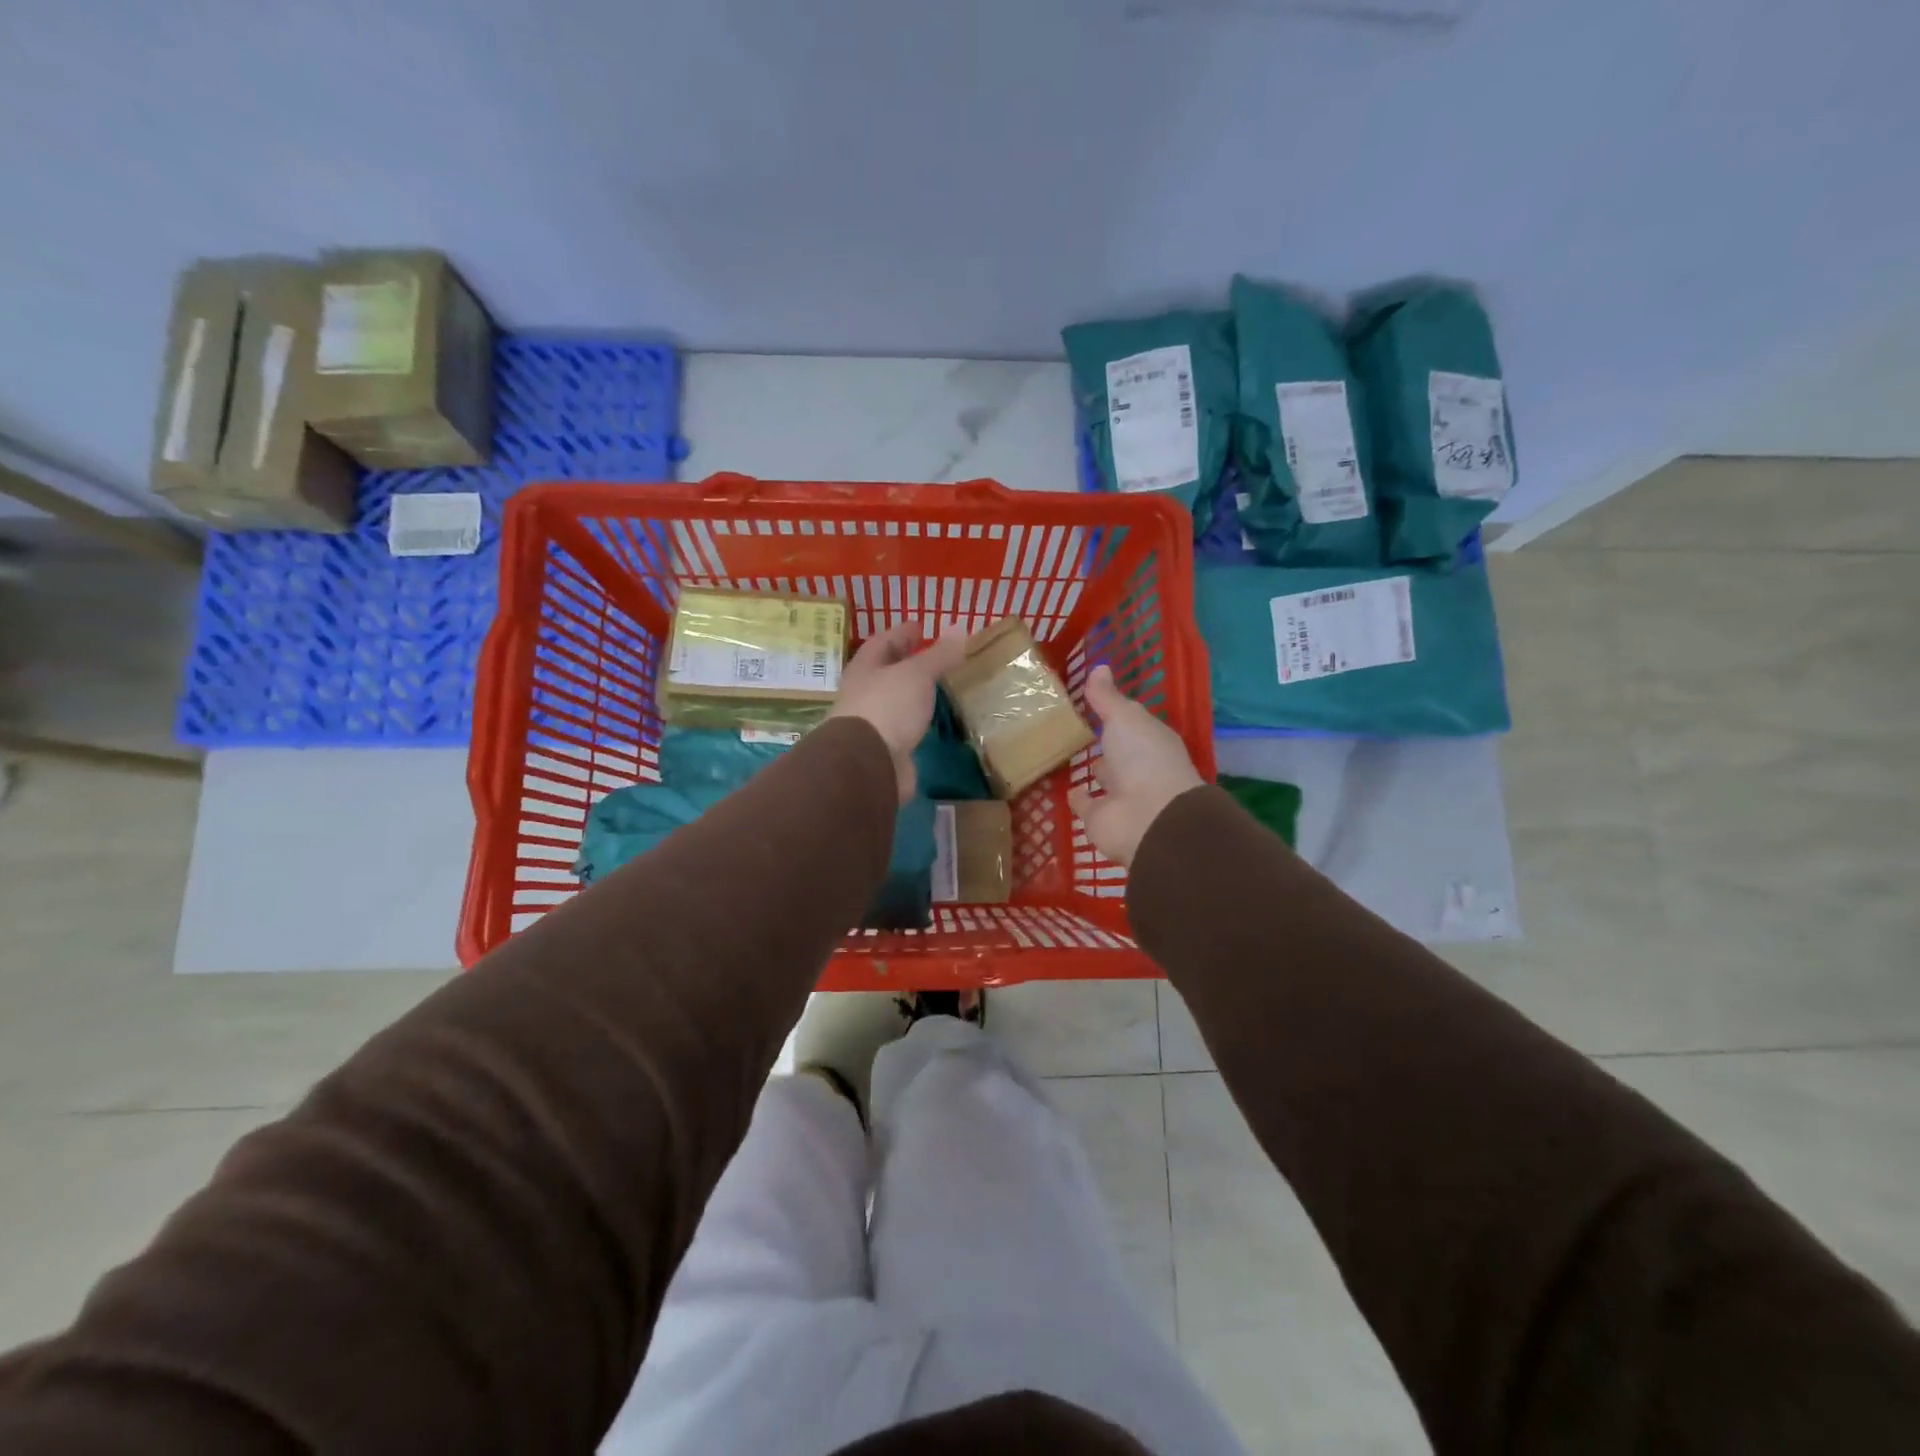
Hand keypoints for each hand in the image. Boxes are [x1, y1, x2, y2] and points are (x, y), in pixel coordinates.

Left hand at [828, 621, 969, 802]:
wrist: (869, 764)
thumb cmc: (887, 707)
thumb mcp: (917, 674)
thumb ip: (939, 654)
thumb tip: (960, 627)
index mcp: (865, 668)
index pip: (883, 642)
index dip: (902, 632)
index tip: (920, 626)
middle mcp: (864, 693)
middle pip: (887, 671)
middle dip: (907, 661)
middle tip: (934, 655)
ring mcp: (874, 722)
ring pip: (896, 700)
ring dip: (914, 692)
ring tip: (939, 685)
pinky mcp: (886, 748)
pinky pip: (905, 726)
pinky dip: (918, 719)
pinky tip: (933, 719)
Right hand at [1068, 664, 1204, 866]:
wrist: (1149, 818)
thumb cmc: (1143, 758)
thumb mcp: (1125, 717)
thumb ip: (1108, 697)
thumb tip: (1099, 666)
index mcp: (1150, 741)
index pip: (1132, 724)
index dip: (1116, 715)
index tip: (1093, 703)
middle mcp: (1138, 768)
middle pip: (1119, 753)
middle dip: (1105, 745)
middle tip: (1078, 730)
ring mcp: (1121, 796)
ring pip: (1104, 779)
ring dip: (1094, 771)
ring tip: (1067, 756)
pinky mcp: (1101, 820)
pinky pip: (1087, 805)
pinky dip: (1079, 799)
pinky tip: (1066, 789)